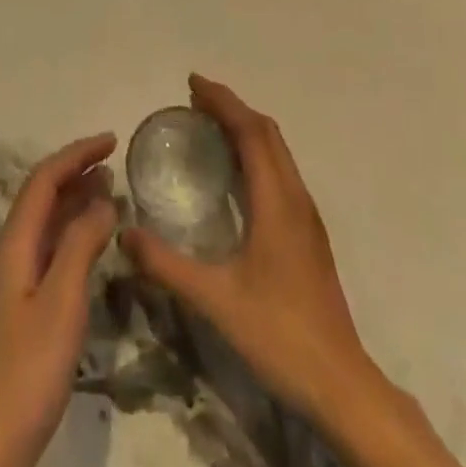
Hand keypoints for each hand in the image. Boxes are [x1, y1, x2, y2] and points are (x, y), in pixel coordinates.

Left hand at [0, 134, 118, 466]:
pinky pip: (48, 251)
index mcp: (13, 244)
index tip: (112, 140)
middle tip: (115, 163)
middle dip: (76, 172)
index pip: (43, 179)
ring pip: (45, 225)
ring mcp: (11, 283)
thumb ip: (81, 245)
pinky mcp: (19, 311)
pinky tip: (92, 246)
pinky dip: (73, 235)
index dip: (77, 154)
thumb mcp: (61, 303)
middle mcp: (9, 254)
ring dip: (75, 202)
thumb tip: (103, 198)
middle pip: (42, 197)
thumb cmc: (24, 371)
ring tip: (110, 192)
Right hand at [119, 75, 370, 428]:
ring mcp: (307, 216)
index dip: (222, 101)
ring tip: (210, 127)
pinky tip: (236, 176)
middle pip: (267, 132)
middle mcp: (296, 197)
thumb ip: (167, 265)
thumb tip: (124, 233)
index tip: (192, 83)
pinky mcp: (308, 234)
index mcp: (277, 200)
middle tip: (195, 100)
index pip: (250, 130)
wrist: (341, 383)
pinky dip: (256, 153)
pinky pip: (281, 171)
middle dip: (232, 108)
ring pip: (278, 151)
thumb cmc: (279, 333)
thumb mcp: (216, 299)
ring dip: (246, 128)